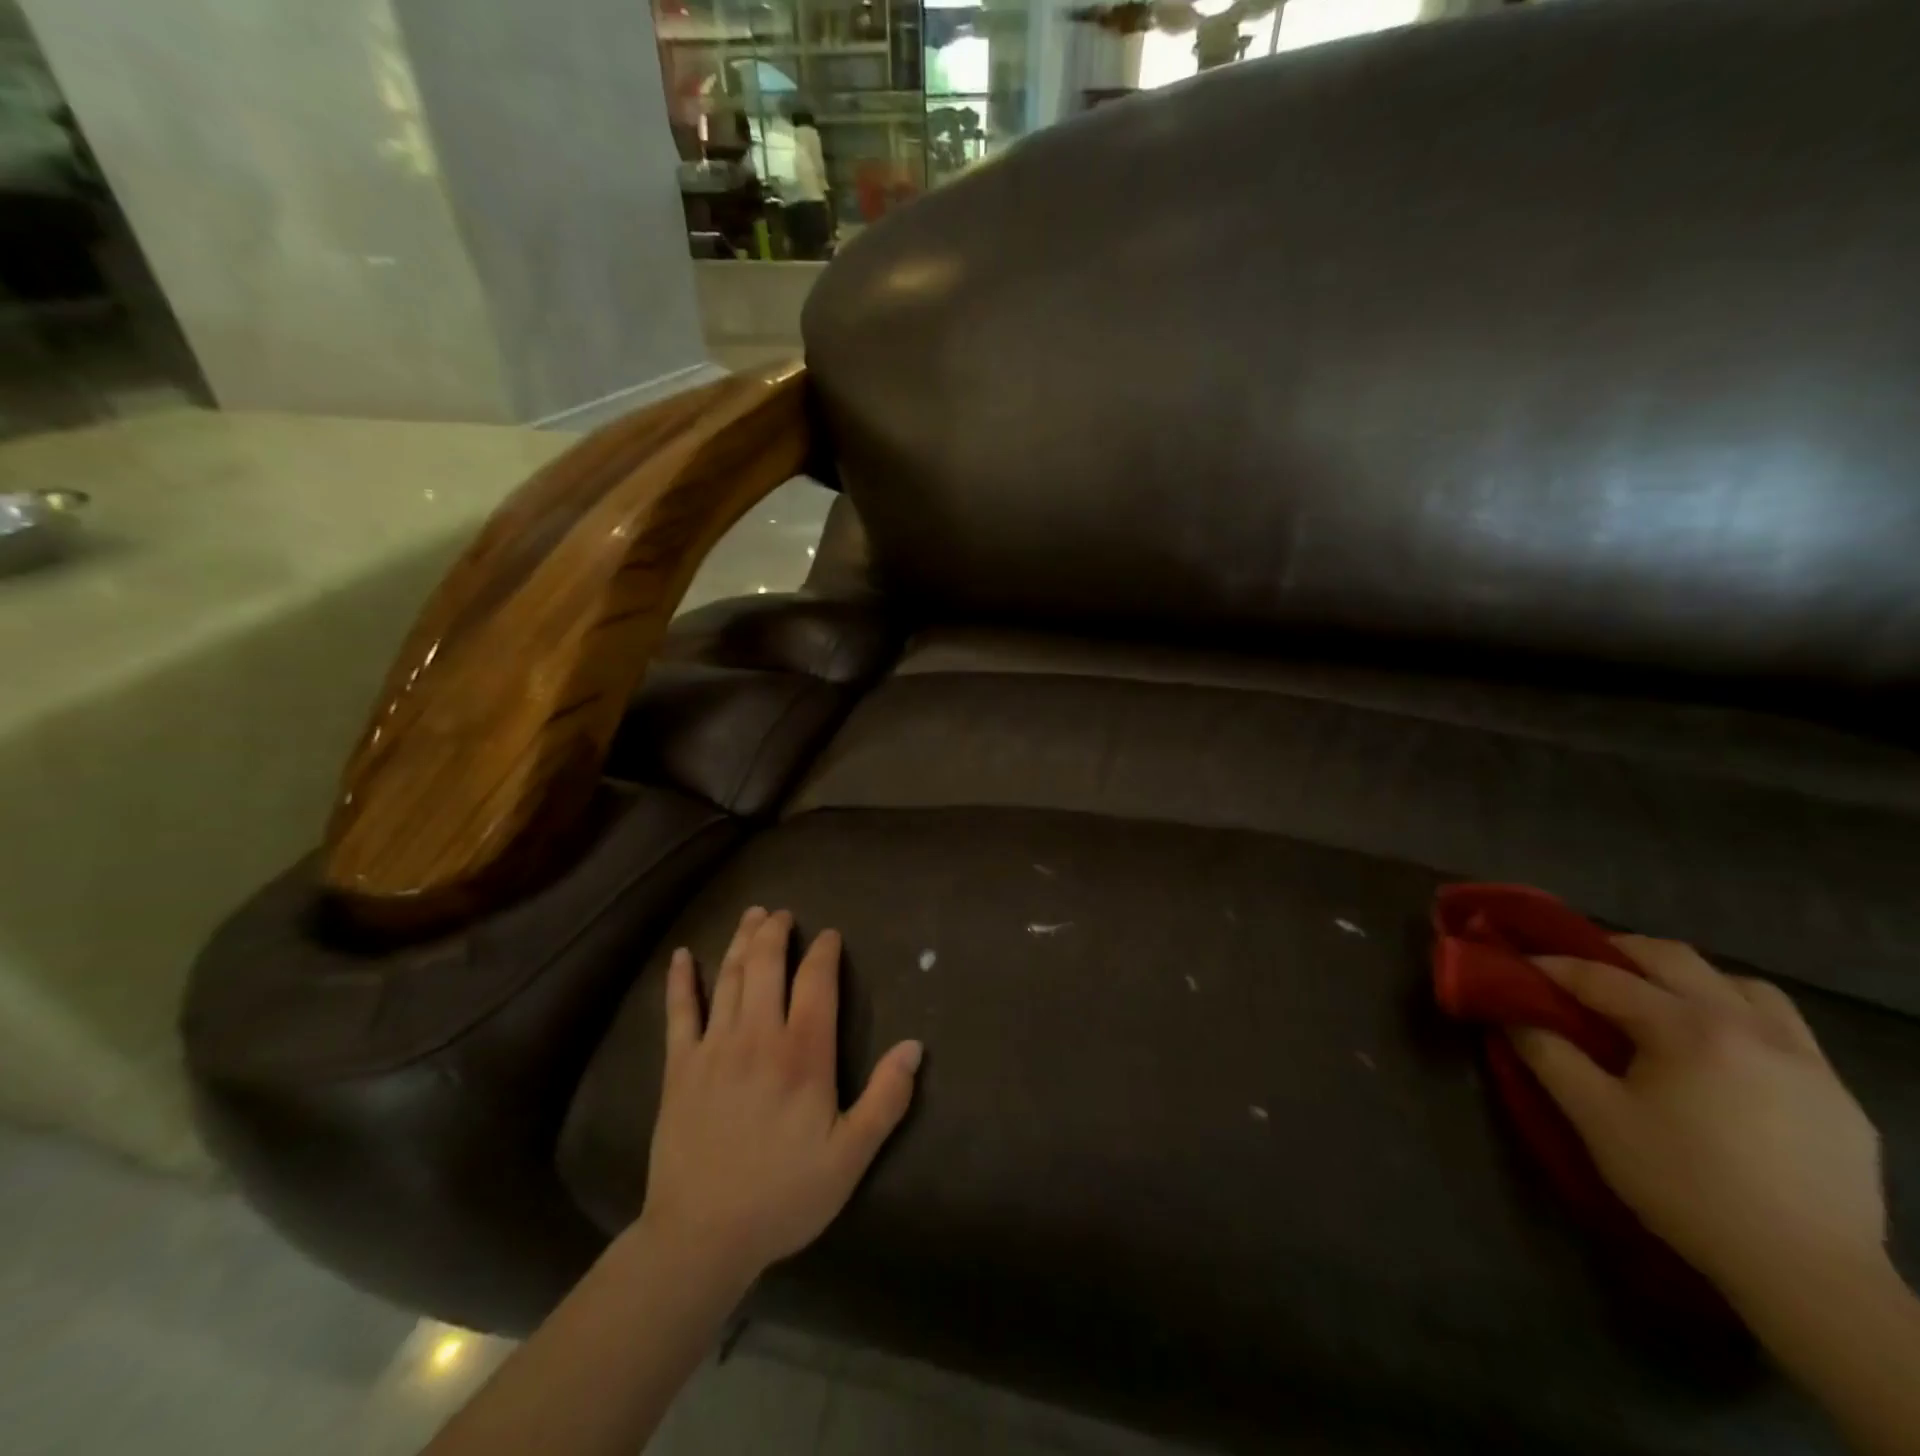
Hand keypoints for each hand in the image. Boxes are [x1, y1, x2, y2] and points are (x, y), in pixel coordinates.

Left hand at [638, 907, 922, 1287]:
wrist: (702, 1236)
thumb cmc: (784, 1195)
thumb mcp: (850, 1157)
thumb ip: (886, 1099)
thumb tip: (915, 1047)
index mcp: (803, 1054)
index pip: (817, 982)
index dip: (824, 951)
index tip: (829, 934)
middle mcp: (758, 1036)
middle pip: (766, 966)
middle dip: (775, 932)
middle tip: (782, 913)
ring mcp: (714, 1048)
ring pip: (728, 978)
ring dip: (740, 941)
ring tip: (751, 915)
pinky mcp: (679, 1067)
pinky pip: (679, 1012)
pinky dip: (681, 981)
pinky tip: (680, 957)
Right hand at [1511, 936, 1885, 1309]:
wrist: (1807, 1275)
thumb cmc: (1685, 1185)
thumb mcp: (1595, 1119)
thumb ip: (1548, 1055)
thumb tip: (1514, 1014)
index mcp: (1688, 1029)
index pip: (1603, 977)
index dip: (1553, 966)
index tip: (1517, 963)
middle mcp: (1749, 1026)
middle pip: (1674, 958)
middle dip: (1618, 952)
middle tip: (1580, 969)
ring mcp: (1804, 1058)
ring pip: (1740, 984)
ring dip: (1689, 979)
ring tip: (1659, 1002)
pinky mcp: (1837, 1093)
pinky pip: (1784, 1027)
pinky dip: (1739, 1015)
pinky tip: (1720, 1051)